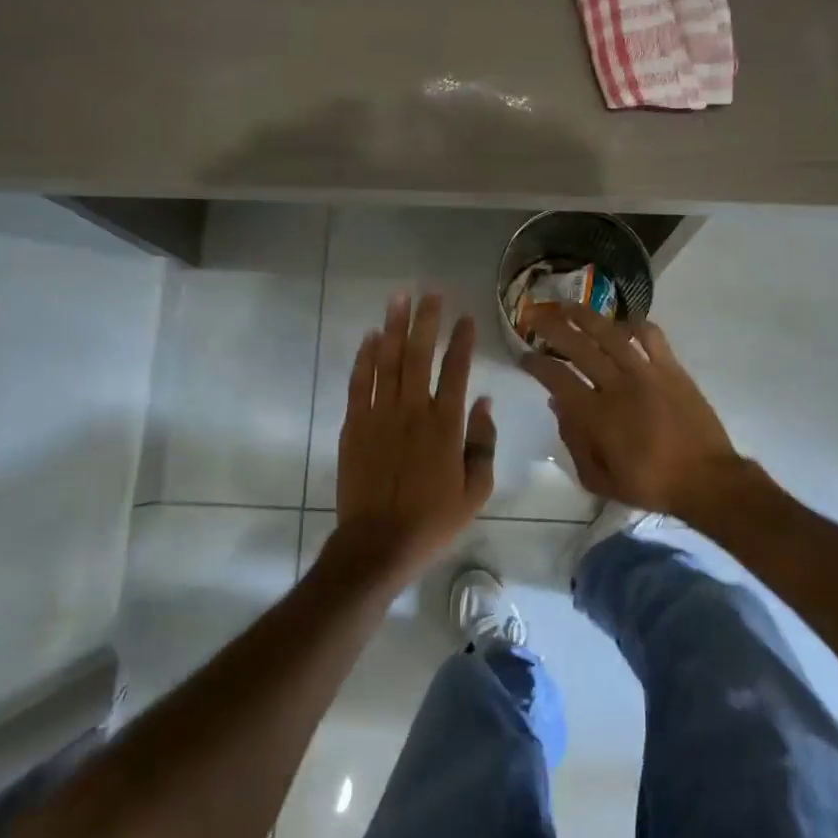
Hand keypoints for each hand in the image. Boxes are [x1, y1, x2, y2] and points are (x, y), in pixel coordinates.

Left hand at [332, 292, 496, 585]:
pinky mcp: (353, 426)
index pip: (456, 370)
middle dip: (425, 320)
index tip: (465, 317)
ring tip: (398, 298)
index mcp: (446, 425)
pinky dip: (364, 357)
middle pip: (418, 354)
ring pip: (386, 361)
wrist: (378, 545)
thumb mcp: (475, 490)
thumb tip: (484, 402)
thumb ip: (482, 443)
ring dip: (393, 327)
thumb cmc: (433, 521)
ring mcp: (379, 416)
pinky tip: (369, 337)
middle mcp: (412, 411)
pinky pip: (359, 383)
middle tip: (429, 292)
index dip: (461, 340)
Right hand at [521, 304, 741, 514]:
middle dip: (552, 328)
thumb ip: (573, 442)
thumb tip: (559, 405)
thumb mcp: (599, 479)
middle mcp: (617, 386)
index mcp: (596, 415)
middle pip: (578, 346)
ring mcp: (647, 373)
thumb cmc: (650, 484)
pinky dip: (636, 325)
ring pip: (611, 334)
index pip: (557, 378)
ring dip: (586, 317)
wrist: (706, 480)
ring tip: (569, 306)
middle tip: (536, 316)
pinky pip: (652, 337)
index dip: (536, 363)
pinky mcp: (672, 369)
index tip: (524, 355)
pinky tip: (623, 323)